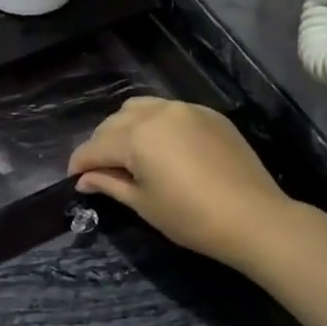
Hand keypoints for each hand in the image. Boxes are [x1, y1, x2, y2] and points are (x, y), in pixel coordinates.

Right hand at [68, 98, 286, 268]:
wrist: (253, 217)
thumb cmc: (190, 218)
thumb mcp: (143, 203)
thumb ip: (110, 184)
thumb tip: (84, 179)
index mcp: (136, 136)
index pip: (95, 146)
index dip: (79, 163)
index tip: (73, 178)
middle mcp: (157, 113)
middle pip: (114, 123)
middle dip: (100, 145)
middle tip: (99, 170)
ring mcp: (185, 109)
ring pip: (140, 108)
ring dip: (125, 127)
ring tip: (127, 153)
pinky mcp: (208, 115)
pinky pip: (169, 111)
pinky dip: (154, 123)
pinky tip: (160, 147)